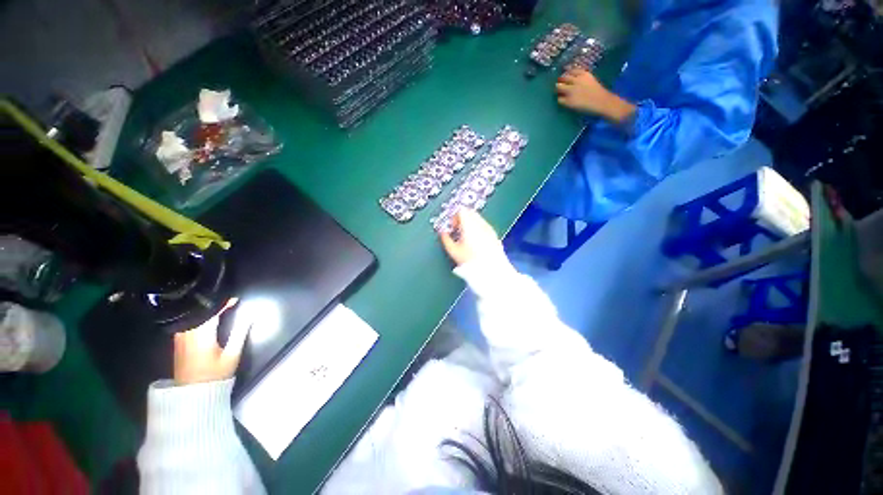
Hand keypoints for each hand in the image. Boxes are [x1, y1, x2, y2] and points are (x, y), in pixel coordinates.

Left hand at [173, 298, 249, 384]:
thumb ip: (240, 333)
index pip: (211, 312)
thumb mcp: (232, 355)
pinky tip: (205, 318)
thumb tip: (249, 315)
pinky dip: (197, 316)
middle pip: (199, 312)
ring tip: (218, 306)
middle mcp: (187, 334)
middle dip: (213, 304)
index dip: (224, 303)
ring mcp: (180, 338)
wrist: (192, 395)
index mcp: (201, 335)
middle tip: (228, 301)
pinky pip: (187, 322)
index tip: (236, 299)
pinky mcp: (177, 342)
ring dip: (204, 310)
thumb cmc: (215, 375)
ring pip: (191, 316)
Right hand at [438, 209, 504, 265]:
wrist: (490, 270)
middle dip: (462, 219)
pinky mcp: (494, 235)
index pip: (461, 211)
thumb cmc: (472, 261)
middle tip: (457, 230)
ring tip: (466, 238)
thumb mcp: (453, 251)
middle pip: (470, 212)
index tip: (452, 227)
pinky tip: (475, 242)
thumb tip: (442, 233)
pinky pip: (484, 226)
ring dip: (470, 224)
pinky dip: (478, 229)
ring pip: (478, 219)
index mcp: (469, 225)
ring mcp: (488, 228)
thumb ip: (445, 239)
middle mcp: (480, 224)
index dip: (454, 217)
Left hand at [555, 68, 635, 123]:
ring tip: (559, 92)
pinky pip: (559, 99)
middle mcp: (576, 80)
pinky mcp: (569, 100)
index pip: (570, 70)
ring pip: (558, 87)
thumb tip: (571, 78)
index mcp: (583, 73)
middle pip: (563, 77)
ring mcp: (571, 90)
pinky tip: (563, 101)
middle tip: (559, 84)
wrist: (602, 102)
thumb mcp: (590, 79)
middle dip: (560, 80)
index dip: (566, 73)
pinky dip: (560, 99)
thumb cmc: (598, 92)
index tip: (565, 75)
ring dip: (557, 89)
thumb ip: (581, 77)